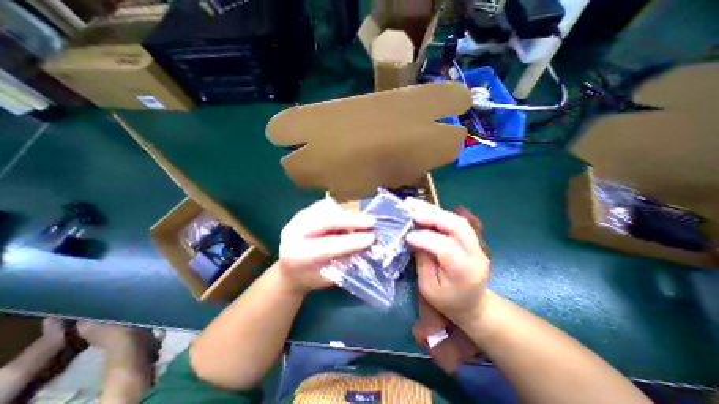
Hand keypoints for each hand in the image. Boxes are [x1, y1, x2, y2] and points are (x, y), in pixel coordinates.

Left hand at [277, 197, 376, 292]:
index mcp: (297, 256)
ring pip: (326, 208)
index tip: (371, 237)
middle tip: (371, 222)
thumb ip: (346, 261)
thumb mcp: (329, 277)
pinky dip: (339, 210)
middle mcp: (292, 233)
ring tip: (358, 223)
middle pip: (326, 220)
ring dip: (346, 215)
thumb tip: (367, 245)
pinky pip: (324, 205)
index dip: (352, 241)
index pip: (328, 246)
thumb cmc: (311, 278)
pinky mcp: (302, 212)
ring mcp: (296, 219)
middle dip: (351, 221)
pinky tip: (345, 219)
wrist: (289, 270)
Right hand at [404, 197, 488, 325]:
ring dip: (433, 210)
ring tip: (413, 204)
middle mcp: (476, 254)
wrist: (473, 304)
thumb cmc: (447, 301)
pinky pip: (454, 221)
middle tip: (410, 209)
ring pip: (456, 219)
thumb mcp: (428, 288)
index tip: (407, 236)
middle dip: (431, 215)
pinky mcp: (471, 238)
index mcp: (465, 272)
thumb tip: (413, 237)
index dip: (426, 239)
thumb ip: (422, 261)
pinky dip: (437, 213)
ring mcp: (476, 244)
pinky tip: (423, 209)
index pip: (446, 248)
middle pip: (457, 226)